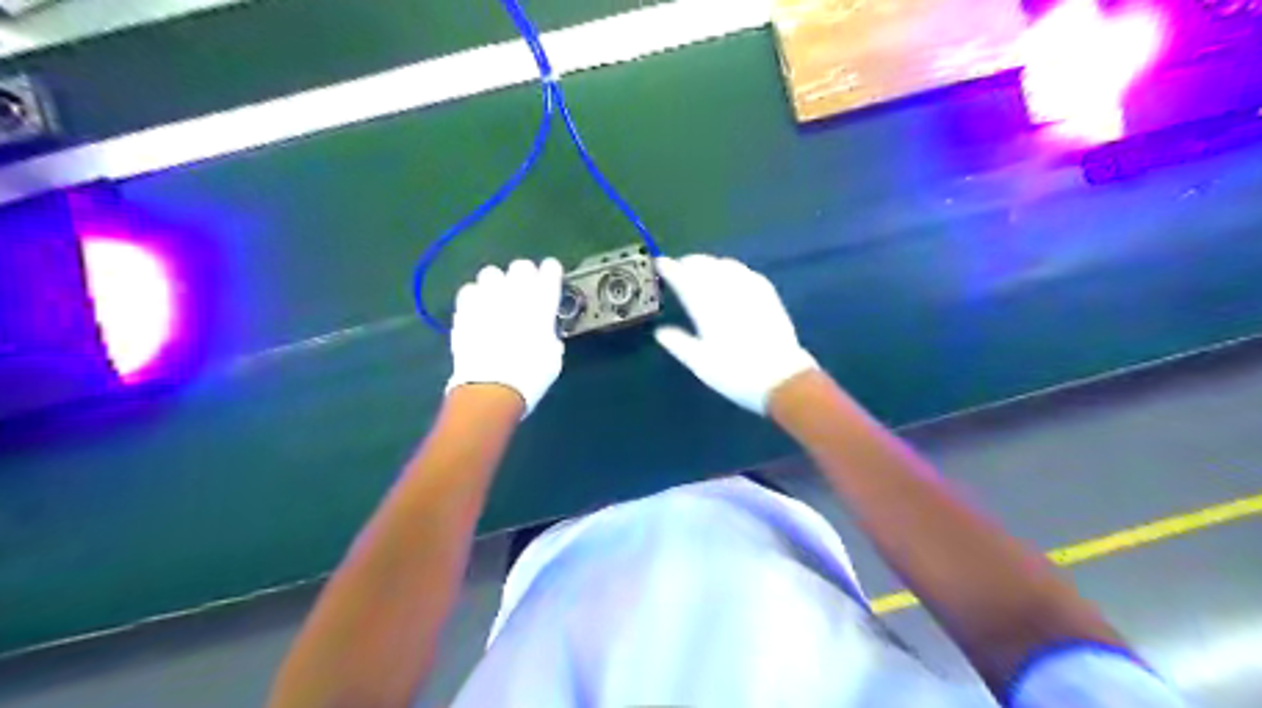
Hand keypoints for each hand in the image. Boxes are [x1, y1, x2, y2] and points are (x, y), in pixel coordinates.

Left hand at [444, 258, 560, 413]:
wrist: (491, 388)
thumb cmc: (531, 376)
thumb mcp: (553, 356)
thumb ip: (549, 334)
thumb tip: (545, 333)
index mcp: (542, 302)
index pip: (550, 270)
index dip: (551, 273)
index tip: (551, 279)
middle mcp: (515, 292)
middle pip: (520, 266)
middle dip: (524, 275)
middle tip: (524, 292)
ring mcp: (487, 298)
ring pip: (491, 273)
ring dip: (497, 284)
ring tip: (497, 299)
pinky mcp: (464, 309)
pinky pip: (469, 290)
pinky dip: (475, 297)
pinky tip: (478, 310)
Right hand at [651, 253, 819, 413]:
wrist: (782, 377)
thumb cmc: (736, 373)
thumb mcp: (701, 364)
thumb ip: (679, 343)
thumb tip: (660, 332)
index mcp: (707, 307)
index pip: (684, 278)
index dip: (669, 268)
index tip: (659, 263)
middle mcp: (727, 292)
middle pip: (705, 266)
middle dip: (688, 263)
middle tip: (678, 267)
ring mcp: (750, 290)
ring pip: (725, 265)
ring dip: (709, 263)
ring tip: (701, 269)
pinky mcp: (767, 295)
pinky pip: (745, 272)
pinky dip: (731, 268)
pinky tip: (730, 274)